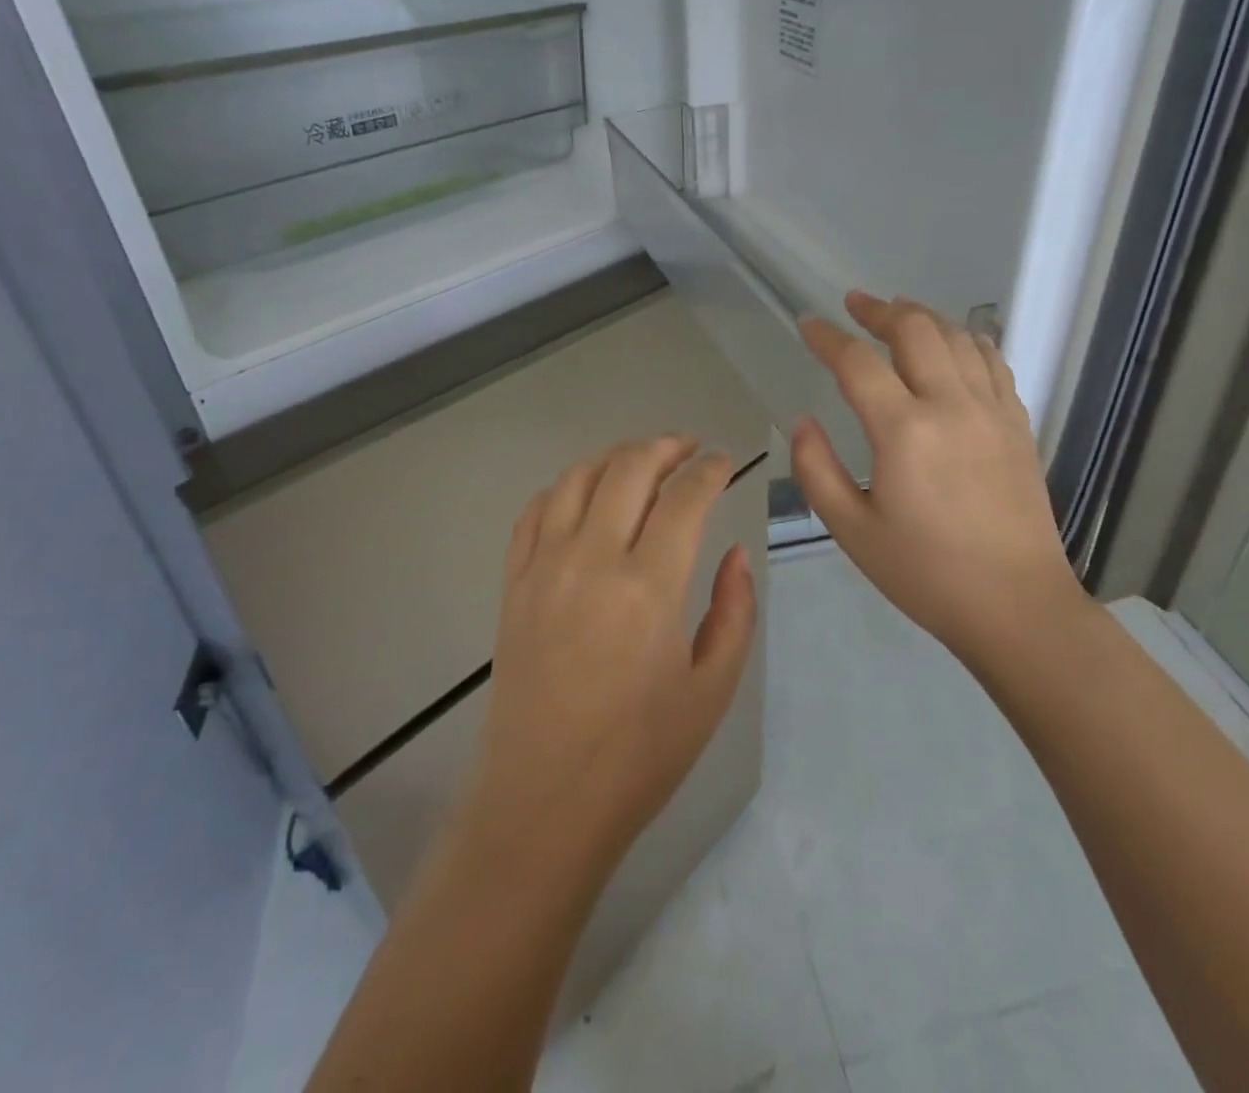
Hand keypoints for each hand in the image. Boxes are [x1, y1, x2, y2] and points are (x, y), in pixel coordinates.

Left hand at [460, 437, 758, 880]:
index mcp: (649, 587)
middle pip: (629, 469)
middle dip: (665, 446)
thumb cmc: (640, 755)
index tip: (724, 462)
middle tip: (689, 447)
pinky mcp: (513, 584)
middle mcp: (592, 560)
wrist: (544, 801)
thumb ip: (734, 611)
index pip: (685, 497)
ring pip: (578, 479)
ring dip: (614, 456)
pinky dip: (564, 487)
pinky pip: (534, 512)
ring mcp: (544, 568)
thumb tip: (735, 554)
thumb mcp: (712, 689)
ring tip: (641, 460)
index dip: (710, 470)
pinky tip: (584, 493)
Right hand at [792, 291, 1090, 665]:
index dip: (828, 337)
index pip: (858, 362)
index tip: (807, 324)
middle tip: (855, 305)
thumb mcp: (852, 531)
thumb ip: (817, 470)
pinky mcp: (1018, 424)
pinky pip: (993, 362)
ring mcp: (992, 411)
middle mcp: (951, 406)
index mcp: (904, 431)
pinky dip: (967, 340)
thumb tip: (804, 422)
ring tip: (899, 311)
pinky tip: (955, 343)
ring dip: (924, 316)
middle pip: (916, 330)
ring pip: (958, 337)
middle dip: (880, 310)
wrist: (1016, 605)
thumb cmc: (925, 573)